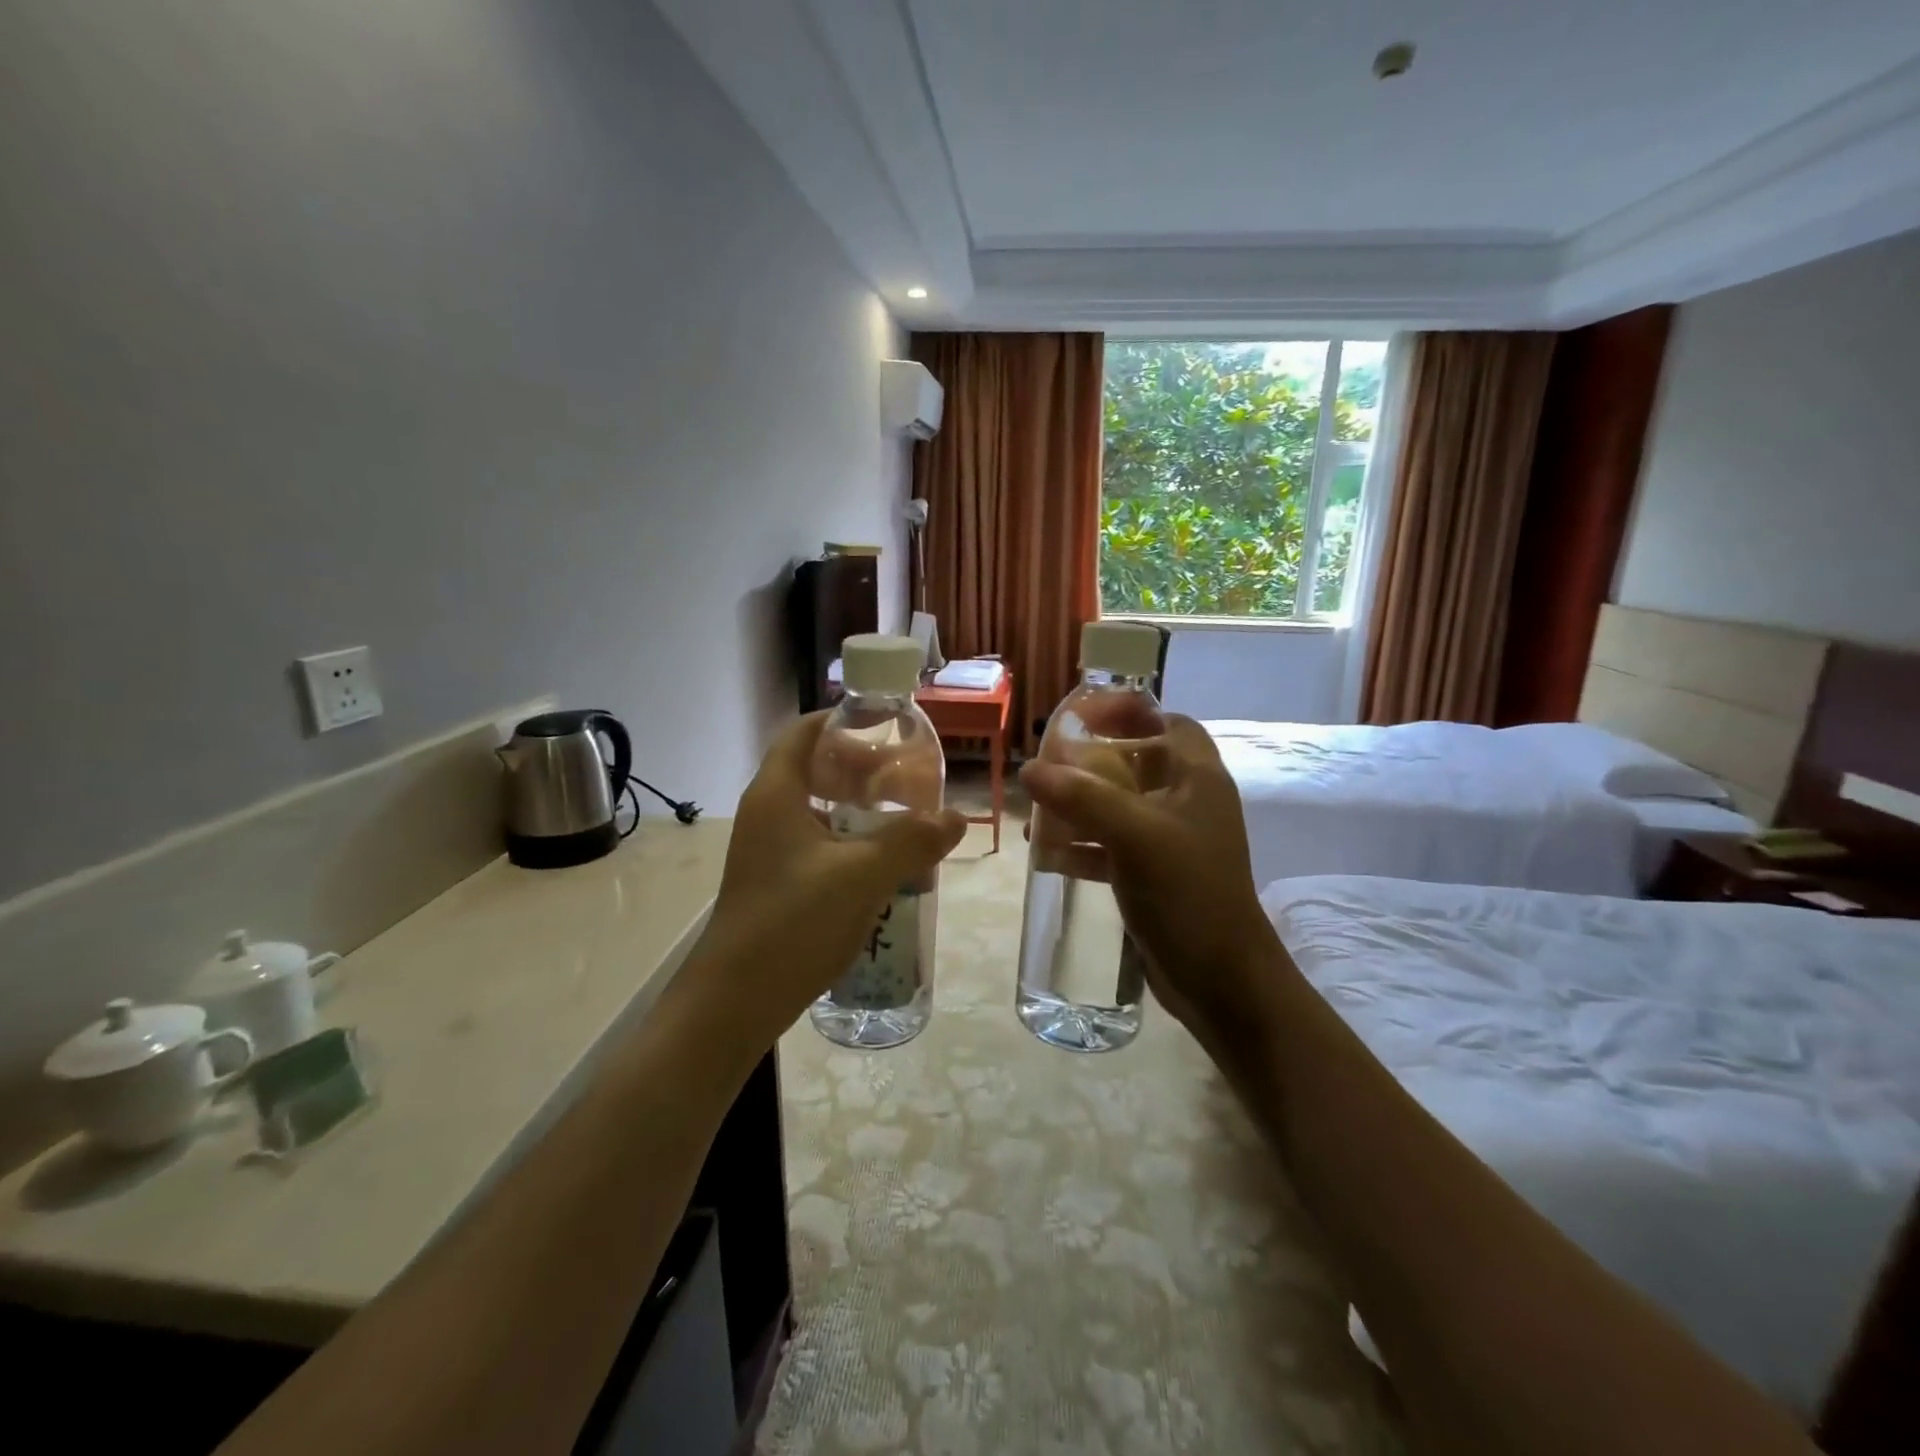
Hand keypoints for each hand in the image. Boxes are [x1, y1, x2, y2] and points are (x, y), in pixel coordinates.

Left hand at [689, 713, 966, 1042]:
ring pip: (818, 810)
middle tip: (907, 775)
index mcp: (777, 794)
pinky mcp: (776, 883)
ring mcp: (768, 851)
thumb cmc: (793, 922)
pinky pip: (818, 844)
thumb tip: (955, 818)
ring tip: (903, 816)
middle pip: (815, 768)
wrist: (735, 1001)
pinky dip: (850, 841)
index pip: (806, 731)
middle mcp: (767, 813)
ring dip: (859, 808)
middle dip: (862, 767)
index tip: (888, 725)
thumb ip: (912, 841)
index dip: (844, 720)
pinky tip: (882, 864)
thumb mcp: (862, 875)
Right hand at [1019, 716, 1286, 1057]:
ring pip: (1121, 807)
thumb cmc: (1188, 893)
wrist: (1222, 980)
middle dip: (1092, 764)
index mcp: (1198, 779)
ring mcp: (1173, 842)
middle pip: (1138, 764)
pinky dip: (1084, 846)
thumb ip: (1083, 797)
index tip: (1084, 718)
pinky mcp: (1157, 876)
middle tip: (1049, 767)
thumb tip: (1030, 769)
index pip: (1170, 723)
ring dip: (1081, 807)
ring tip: (1037, 815)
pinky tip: (1048, 856)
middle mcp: (1189, 803)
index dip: (1131, 713)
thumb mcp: (1135, 835)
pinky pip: (1114, 847)